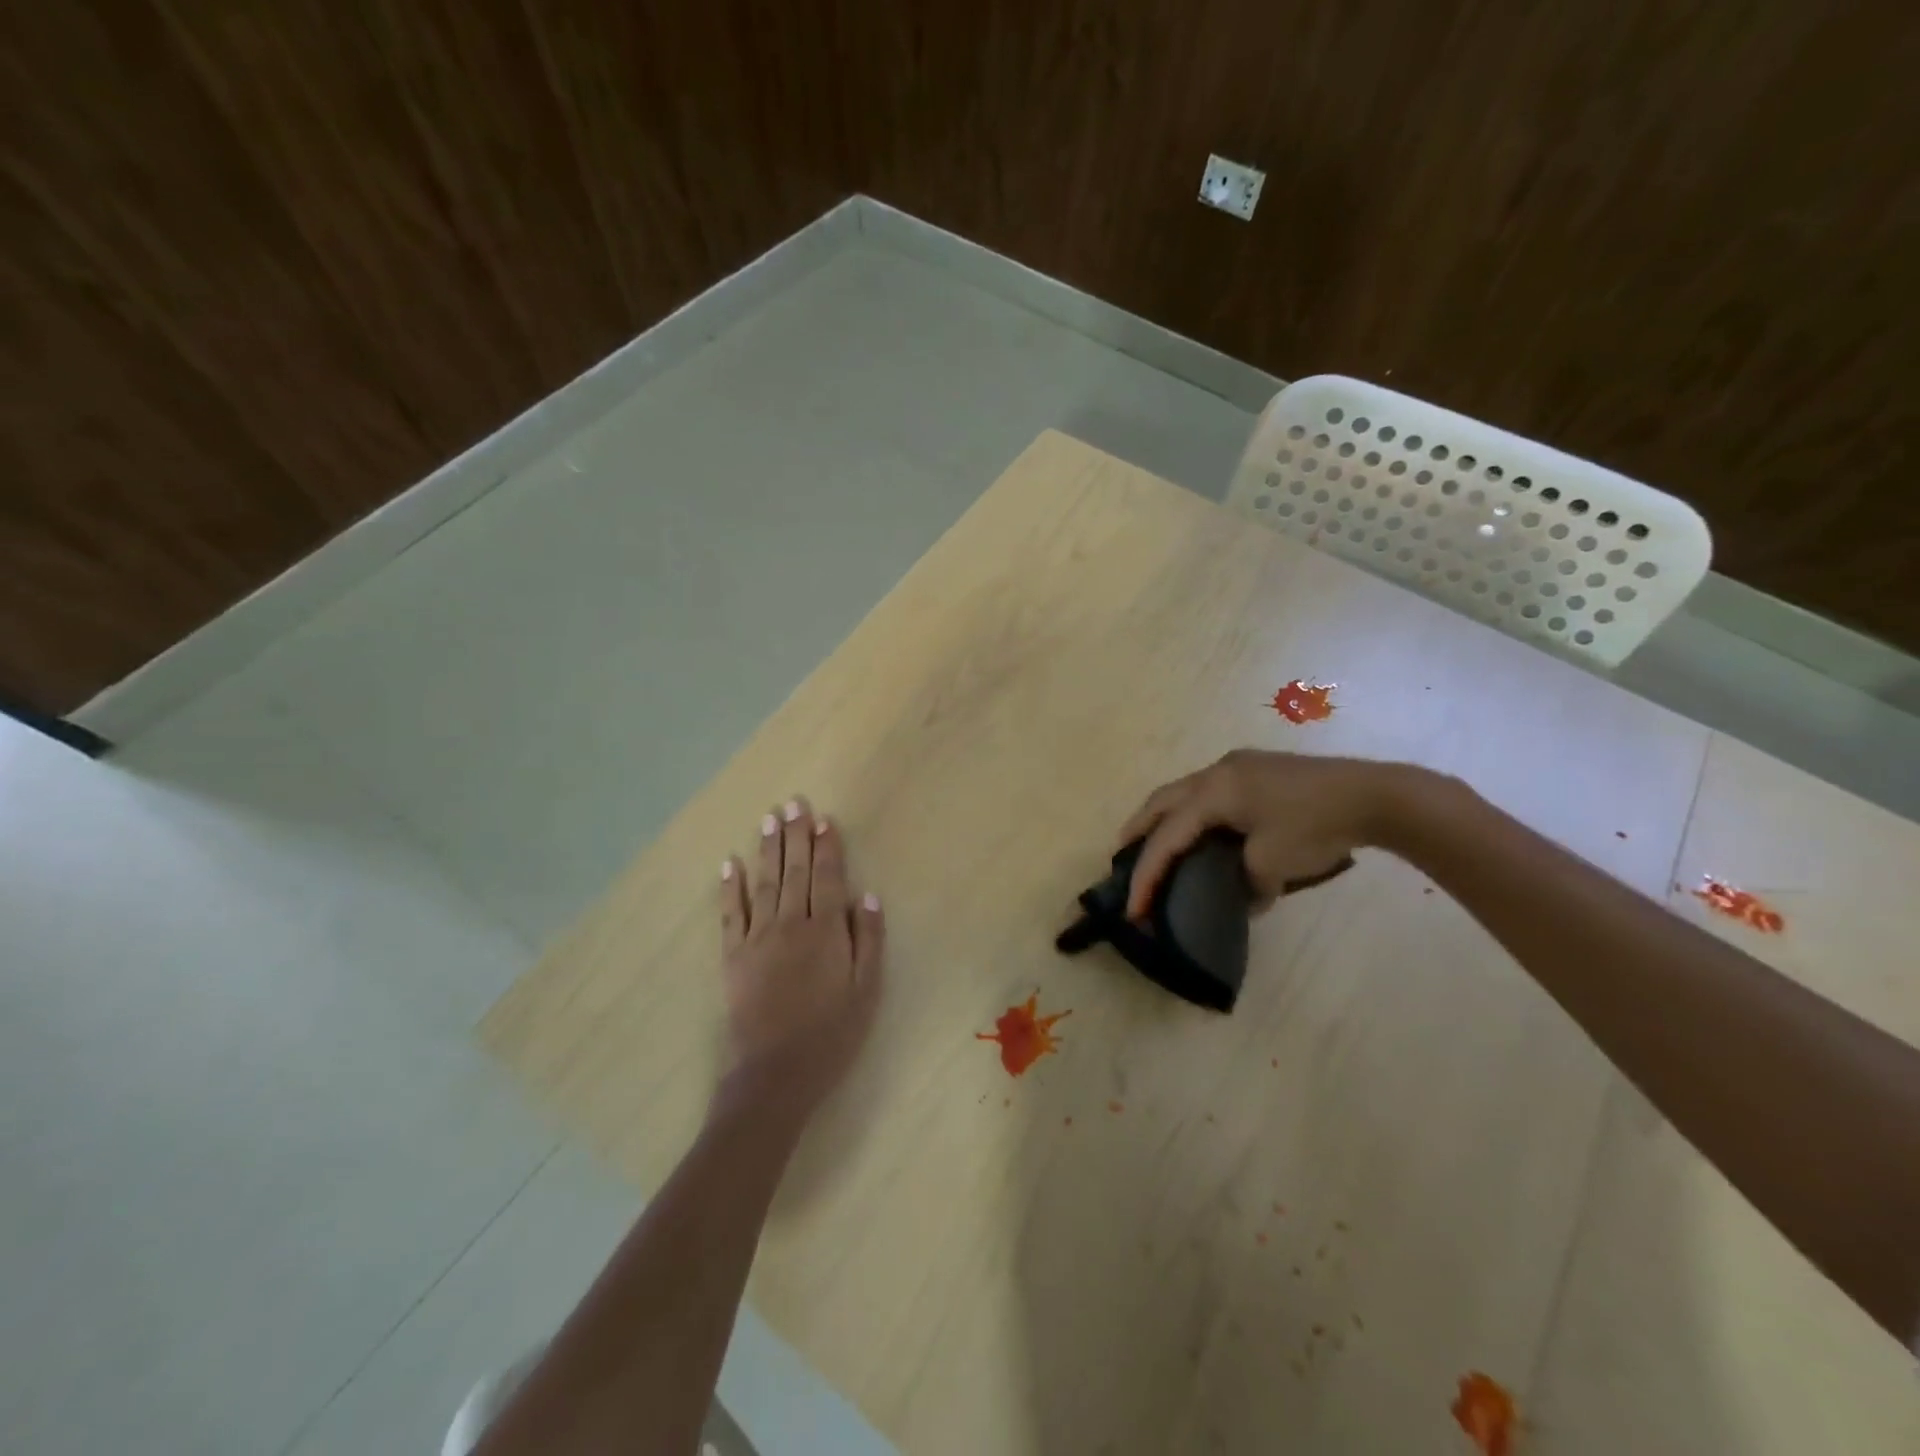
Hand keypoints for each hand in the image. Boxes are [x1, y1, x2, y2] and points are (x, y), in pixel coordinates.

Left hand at [718, 797, 884, 1119]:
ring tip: (769, 818)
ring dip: (767, 849)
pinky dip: (730, 887)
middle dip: (796, 835)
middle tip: (793, 803)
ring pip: (764, 883)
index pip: (828, 877)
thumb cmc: (831, 1034)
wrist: (775, 1074)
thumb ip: (867, 940)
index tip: (823, 819)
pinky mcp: (734, 956)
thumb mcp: (866, 991)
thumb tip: (866, 896)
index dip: (827, 847)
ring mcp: (758, 938)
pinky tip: (729, 864)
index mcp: (825, 931)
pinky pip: (731, 913)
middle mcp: (791, 924)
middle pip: (795, 871)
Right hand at [1118, 750, 1428, 917]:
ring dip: (1165, 817)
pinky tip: (1201, 827)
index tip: (1134, 906)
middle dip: (1138, 828)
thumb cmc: (1316, 826)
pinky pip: (1209, 791)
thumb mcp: (1273, 863)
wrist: (1374, 794)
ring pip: (1185, 791)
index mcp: (1214, 792)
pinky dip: (1192, 811)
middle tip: (1121, 855)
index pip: (1168, 836)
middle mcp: (1217, 773)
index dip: (1147, 872)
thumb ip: (1246, 883)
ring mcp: (1239, 767)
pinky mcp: (1257, 770)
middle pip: (1162, 801)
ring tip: (1155, 841)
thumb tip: (1245, 897)